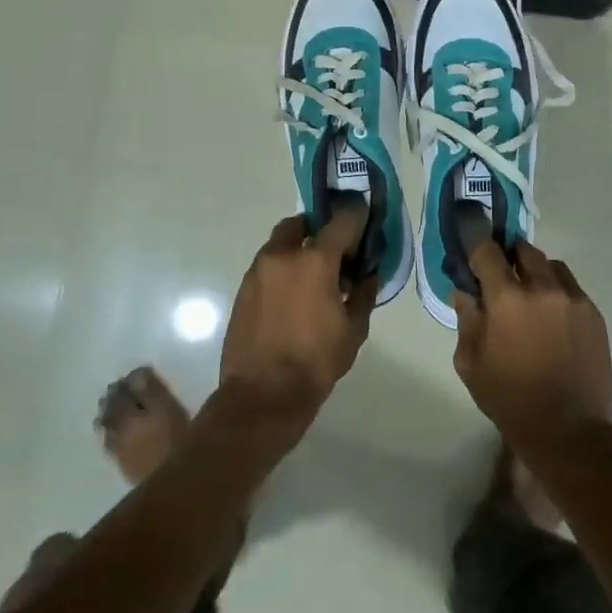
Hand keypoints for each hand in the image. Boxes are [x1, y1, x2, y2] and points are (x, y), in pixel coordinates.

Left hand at [215, 206, 375, 443]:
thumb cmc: (315, 362)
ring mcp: (258, 270)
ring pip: (281, 244)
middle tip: (336, 252)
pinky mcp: (243, 289)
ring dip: (299, 249)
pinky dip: (283, 269)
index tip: (365, 220)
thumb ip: (363, 293)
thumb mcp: (353, 329)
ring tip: (315, 277)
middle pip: (302, 224)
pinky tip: (294, 295)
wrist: (262, 395)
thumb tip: (367, 274)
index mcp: (315, 260)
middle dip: (320, 230)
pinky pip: (268, 265)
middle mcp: (282, 255)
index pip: (342, 221)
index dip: (357, 217)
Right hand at [451, 240, 611, 458]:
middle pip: (523, 249)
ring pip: (551, 265)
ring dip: (535, 272)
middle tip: (500, 278)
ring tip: (530, 298)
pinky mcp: (594, 314)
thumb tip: (465, 291)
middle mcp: (543, 288)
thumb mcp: (470, 363)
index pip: (487, 251)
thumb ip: (466, 319)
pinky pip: (571, 287)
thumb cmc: (510, 399)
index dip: (476, 248)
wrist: (569, 431)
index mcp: (508, 298)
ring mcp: (574, 299)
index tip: (471, 256)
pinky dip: (557, 291)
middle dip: (508, 257)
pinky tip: (551, 318)